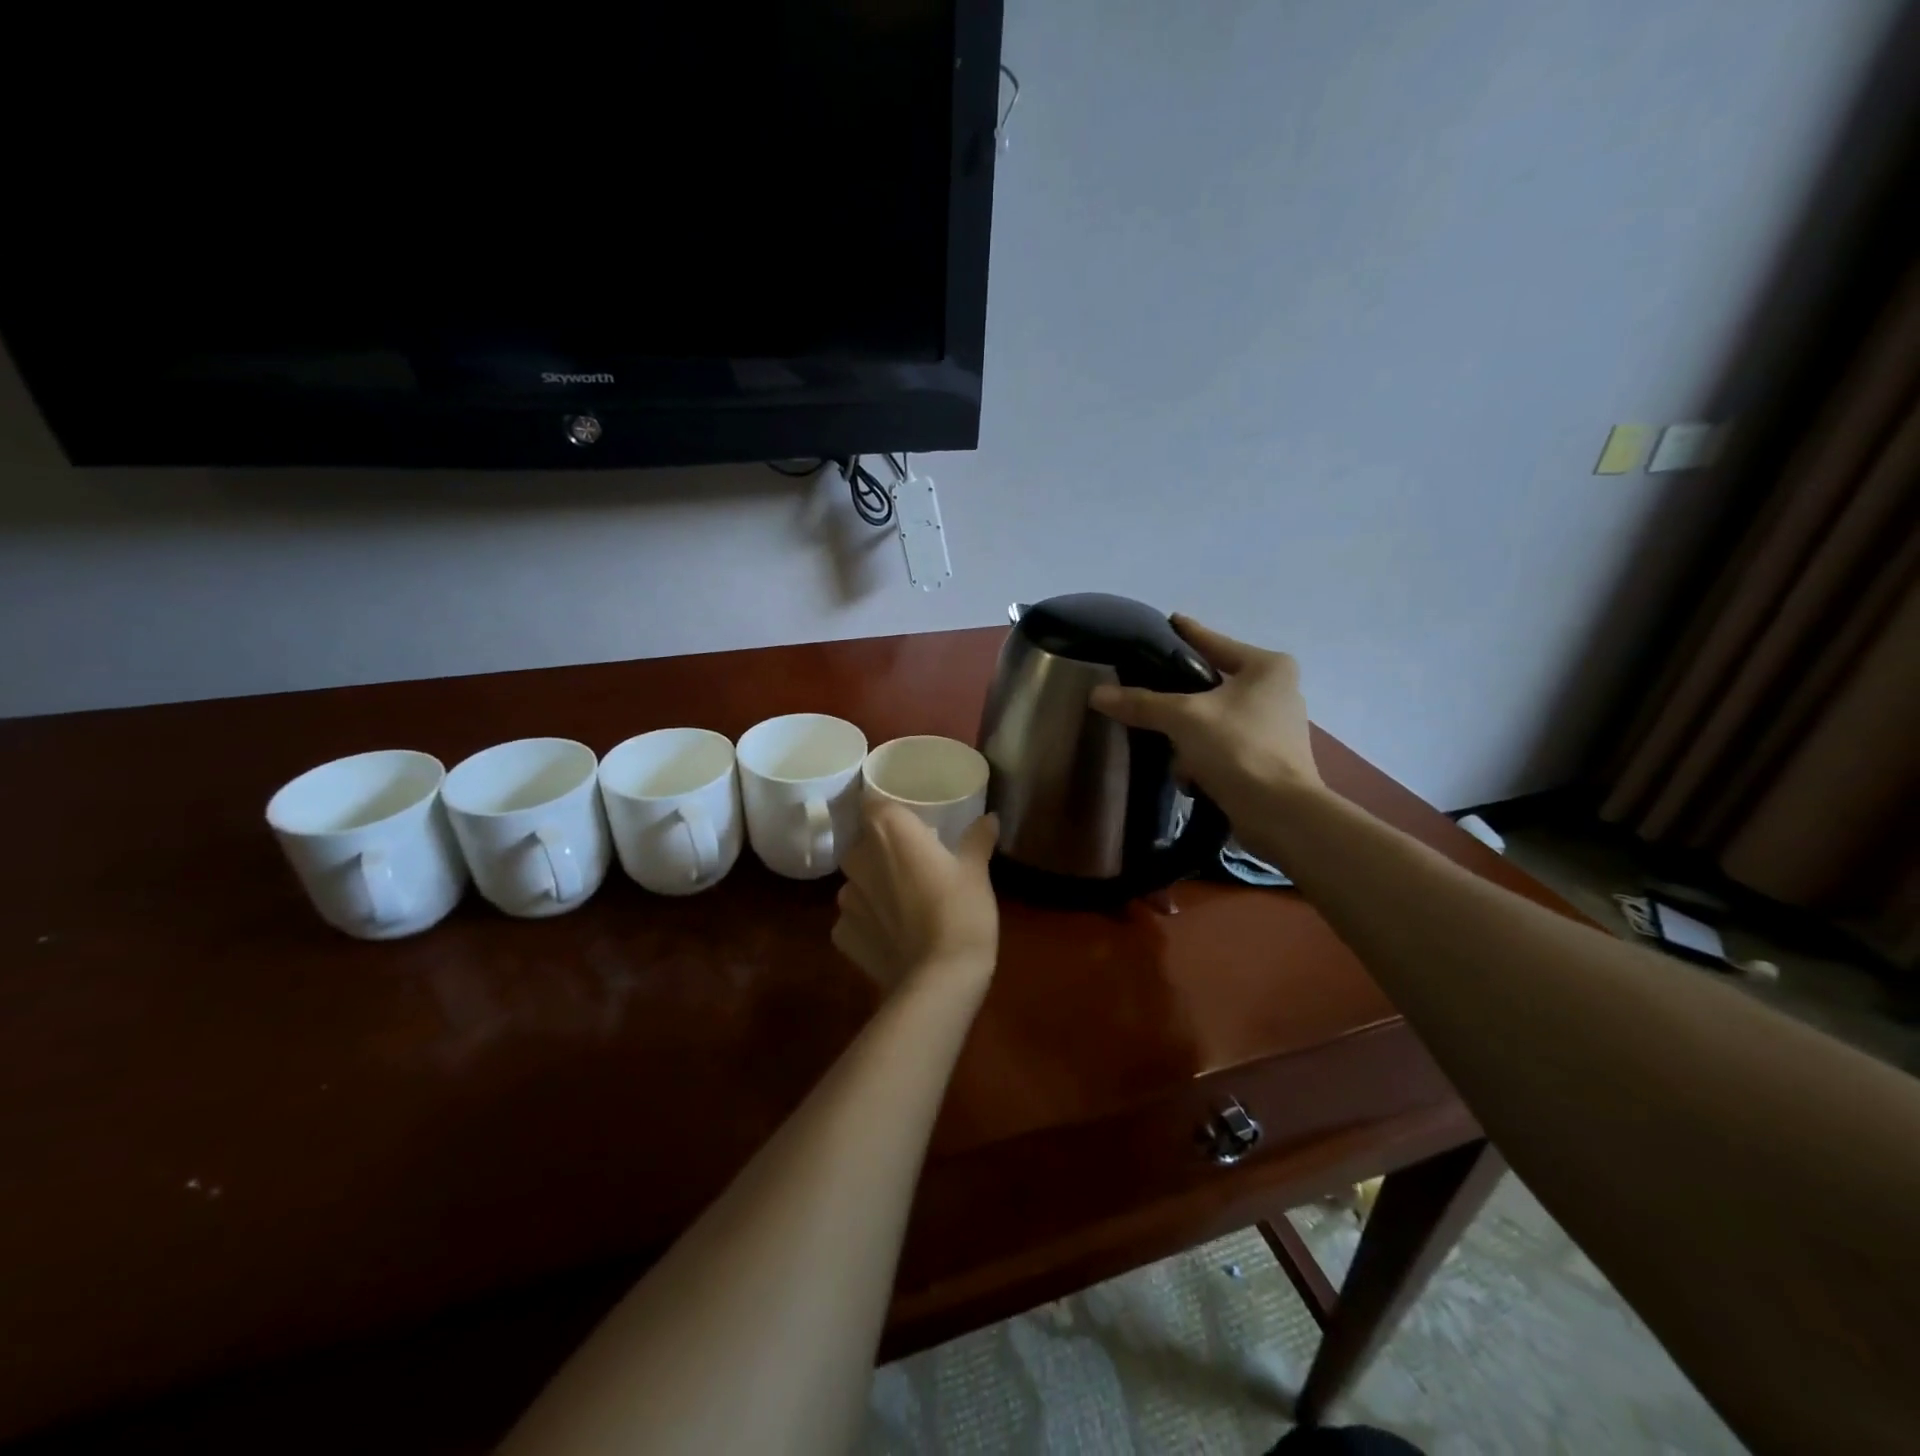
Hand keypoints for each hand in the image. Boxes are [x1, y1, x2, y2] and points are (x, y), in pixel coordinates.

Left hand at [833, 802, 999, 990]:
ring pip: (857, 881)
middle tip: (914, 863)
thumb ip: (977, 839)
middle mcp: (858, 858)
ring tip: (904, 902)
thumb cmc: (961, 912)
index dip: (889, 810)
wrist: (939, 979)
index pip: (874, 803)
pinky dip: (869, 921)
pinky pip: (853, 917)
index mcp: (889, 831)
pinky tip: (893, 934)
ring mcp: (846, 899)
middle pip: (864, 843)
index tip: (910, 821)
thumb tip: (989, 818)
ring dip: (874, 886)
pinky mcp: (842, 934)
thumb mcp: (976, 872)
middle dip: (884, 850)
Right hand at [1089, 616, 1322, 824]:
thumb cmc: (1238, 748)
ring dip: (1190, 736)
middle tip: (1148, 692)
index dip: (1187, 633)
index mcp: (1267, 667)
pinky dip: (1204, 758)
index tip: (1168, 621)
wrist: (1280, 813)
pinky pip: (1224, 746)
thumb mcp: (1183, 718)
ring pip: (1215, 719)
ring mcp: (1276, 727)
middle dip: (1181, 698)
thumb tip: (1097, 694)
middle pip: (1213, 683)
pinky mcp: (1270, 759)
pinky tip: (1190, 775)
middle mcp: (1278, 690)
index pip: (1214, 642)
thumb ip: (1141, 703)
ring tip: (1169, 748)